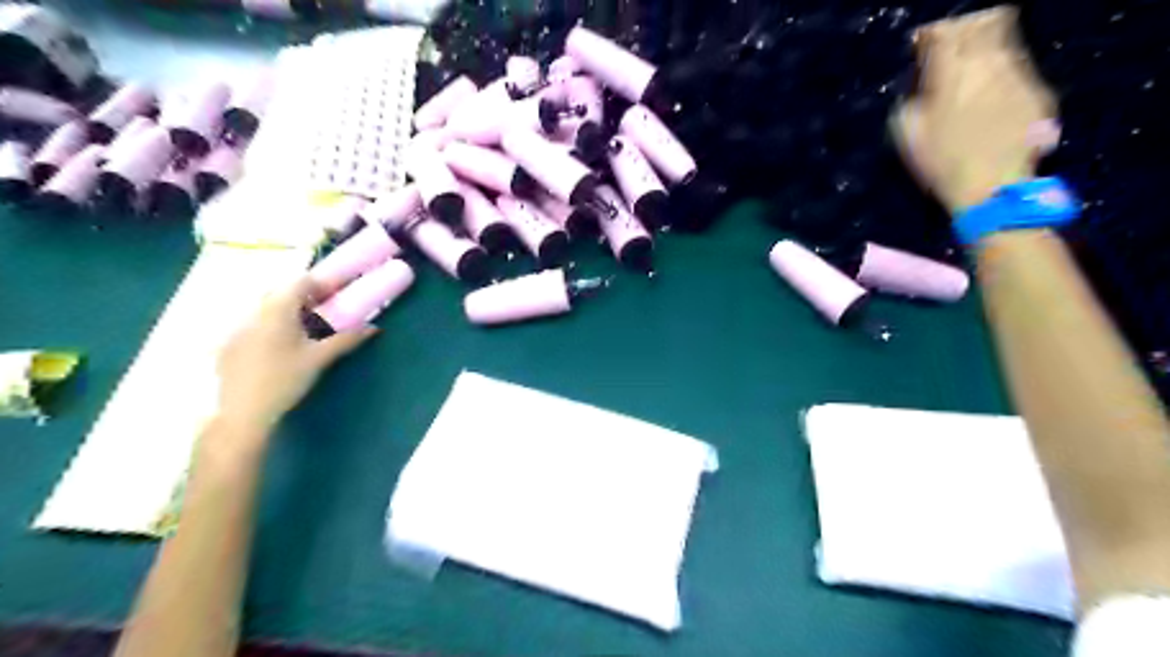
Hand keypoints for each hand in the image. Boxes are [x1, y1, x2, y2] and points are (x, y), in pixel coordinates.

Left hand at [217, 278, 375, 429]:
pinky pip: (255, 324)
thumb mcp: (319, 359)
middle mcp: (255, 313)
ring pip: (267, 309)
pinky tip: (281, 347)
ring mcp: (238, 329)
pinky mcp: (230, 345)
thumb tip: (373, 328)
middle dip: (305, 297)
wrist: (242, 413)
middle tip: (326, 311)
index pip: (300, 282)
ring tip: (307, 329)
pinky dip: (273, 326)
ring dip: (288, 311)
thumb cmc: (285, 380)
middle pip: (281, 293)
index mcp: (277, 311)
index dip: (321, 284)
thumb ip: (346, 339)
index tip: (338, 293)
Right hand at [897, 7, 1062, 212]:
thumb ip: (912, 100)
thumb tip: (920, 86)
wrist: (992, 187)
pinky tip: (989, 93)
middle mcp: (989, 64)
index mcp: (951, 73)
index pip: (944, 32)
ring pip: (1005, 41)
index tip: (921, 44)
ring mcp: (1018, 75)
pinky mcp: (1037, 91)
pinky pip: (1017, 68)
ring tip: (969, 70)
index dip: (930, 34)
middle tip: (949, 48)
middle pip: (983, 23)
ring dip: (985, 49)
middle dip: (963, 30)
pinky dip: (1000, 72)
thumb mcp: (908, 134)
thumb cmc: (940, 163)